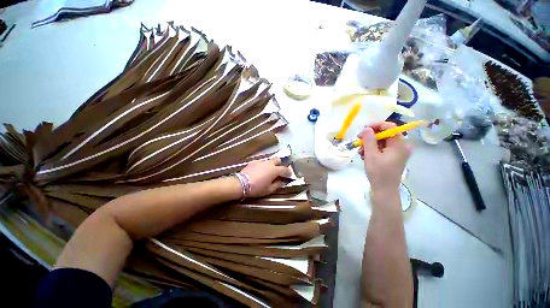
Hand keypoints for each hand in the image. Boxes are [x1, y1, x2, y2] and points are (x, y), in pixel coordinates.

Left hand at [240, 157, 291, 197]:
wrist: (241, 184)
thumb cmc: (257, 188)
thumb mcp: (269, 190)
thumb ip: (278, 185)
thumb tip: (283, 182)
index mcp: (274, 170)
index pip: (285, 169)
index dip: (288, 172)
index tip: (289, 175)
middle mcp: (269, 163)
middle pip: (278, 160)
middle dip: (280, 164)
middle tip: (278, 171)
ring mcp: (261, 161)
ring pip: (269, 161)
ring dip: (271, 165)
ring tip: (268, 172)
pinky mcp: (253, 162)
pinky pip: (261, 162)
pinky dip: (263, 166)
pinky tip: (259, 172)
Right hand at [358, 122, 411, 193]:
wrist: (384, 189)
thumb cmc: (378, 173)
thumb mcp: (371, 155)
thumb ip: (368, 139)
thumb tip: (366, 128)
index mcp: (399, 144)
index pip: (389, 126)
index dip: (376, 125)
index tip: (363, 129)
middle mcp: (402, 146)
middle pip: (385, 134)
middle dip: (370, 137)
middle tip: (359, 142)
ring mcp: (398, 152)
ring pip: (382, 141)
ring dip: (369, 144)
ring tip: (361, 152)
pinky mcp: (394, 156)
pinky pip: (383, 148)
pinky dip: (373, 149)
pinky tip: (365, 155)